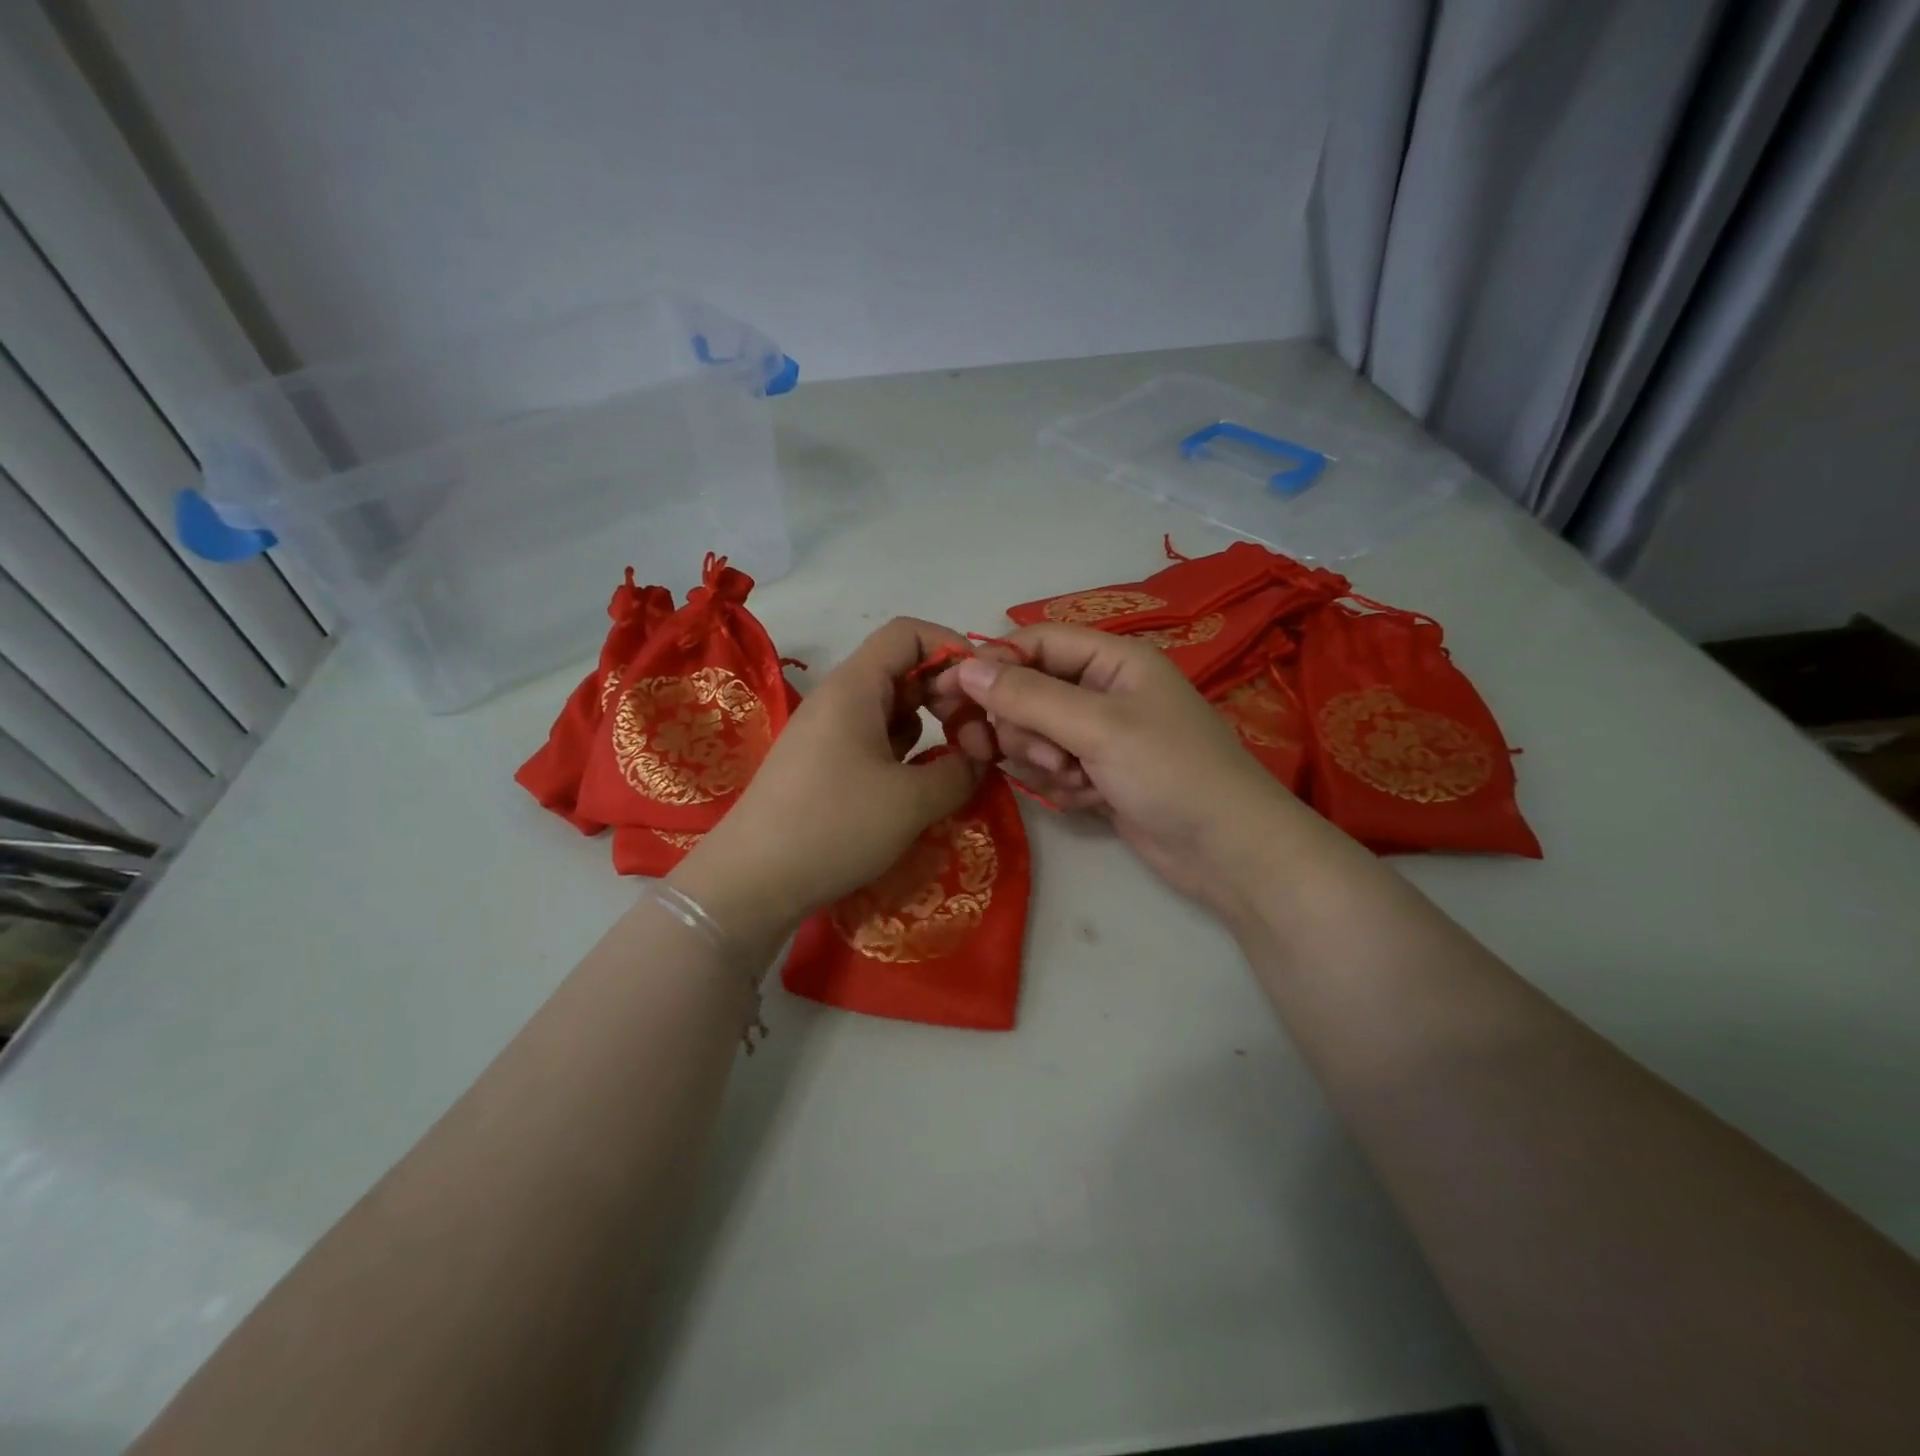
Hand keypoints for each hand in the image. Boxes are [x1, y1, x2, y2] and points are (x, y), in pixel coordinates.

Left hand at [669, 618, 983, 955]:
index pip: (909, 633)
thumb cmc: (834, 826)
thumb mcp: (912, 801)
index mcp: (855, 687)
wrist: (752, 882)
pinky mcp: (823, 766)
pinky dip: (906, 752)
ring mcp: (828, 733)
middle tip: (977, 738)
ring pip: (891, 708)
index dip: (953, 649)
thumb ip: (961, 771)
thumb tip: (980, 758)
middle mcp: (840, 699)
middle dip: (948, 694)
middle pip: (904, 669)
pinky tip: (921, 783)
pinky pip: (875, 740)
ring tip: (957, 762)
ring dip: (930, 725)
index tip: (984, 690)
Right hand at [933, 624, 1307, 915]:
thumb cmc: (1170, 772)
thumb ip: (1028, 696)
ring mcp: (1099, 736)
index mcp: (1112, 660)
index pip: (1035, 643)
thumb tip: (964, 668)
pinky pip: (1051, 769)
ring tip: (1072, 779)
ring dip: (1042, 760)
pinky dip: (1061, 785)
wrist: (1226, 851)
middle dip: (1024, 726)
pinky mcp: (1097, 774)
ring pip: (1035, 735)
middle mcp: (1103, 691)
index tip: (949, 692)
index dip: (992, 663)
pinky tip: (1089, 799)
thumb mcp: (1097, 727)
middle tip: (1039, 755)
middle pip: (1028, 691)